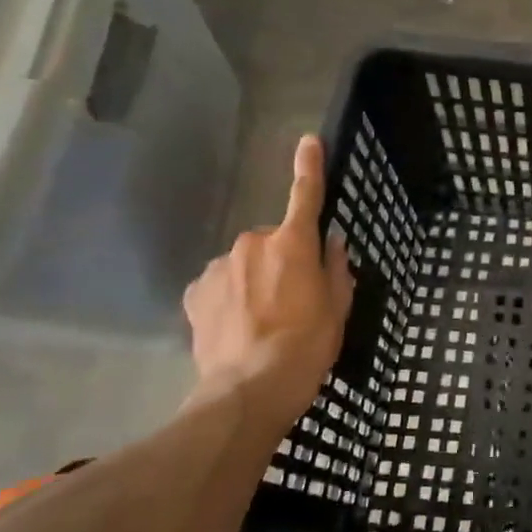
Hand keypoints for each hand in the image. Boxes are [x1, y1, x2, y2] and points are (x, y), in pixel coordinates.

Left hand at [183, 135, 354, 426]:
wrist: (248, 391)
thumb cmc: (307, 347)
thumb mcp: (338, 309)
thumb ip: (336, 269)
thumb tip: (330, 243)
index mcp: (293, 245)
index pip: (305, 196)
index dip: (310, 167)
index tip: (309, 140)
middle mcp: (251, 245)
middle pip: (273, 242)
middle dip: (283, 260)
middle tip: (294, 300)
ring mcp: (218, 267)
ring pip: (244, 264)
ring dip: (255, 281)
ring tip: (263, 322)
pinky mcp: (194, 293)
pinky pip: (220, 285)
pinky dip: (230, 298)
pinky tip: (237, 328)